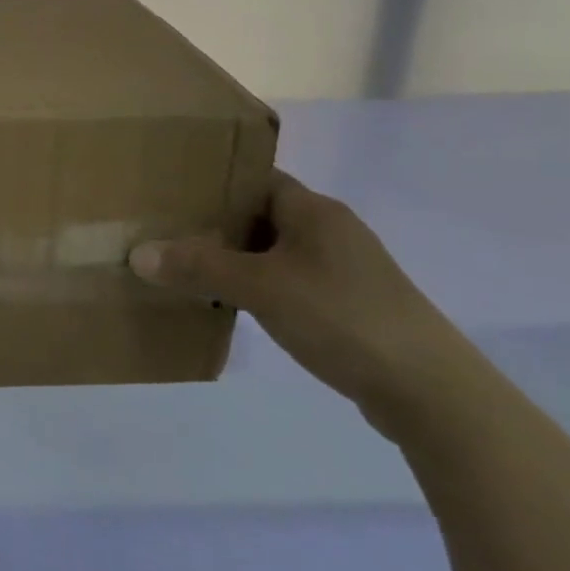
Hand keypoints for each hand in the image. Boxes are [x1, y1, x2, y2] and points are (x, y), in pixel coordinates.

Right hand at [129, 171, 477, 433]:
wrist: (432, 393)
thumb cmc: (342, 318)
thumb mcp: (260, 289)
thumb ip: (199, 268)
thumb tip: (138, 253)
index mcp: (313, 210)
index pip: (254, 177)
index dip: (212, 181)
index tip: (169, 192)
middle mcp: (330, 230)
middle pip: (259, 214)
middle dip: (214, 223)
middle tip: (164, 231)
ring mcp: (343, 269)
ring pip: (272, 251)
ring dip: (234, 259)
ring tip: (186, 268)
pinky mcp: (348, 304)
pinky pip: (288, 281)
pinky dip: (257, 286)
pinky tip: (231, 304)